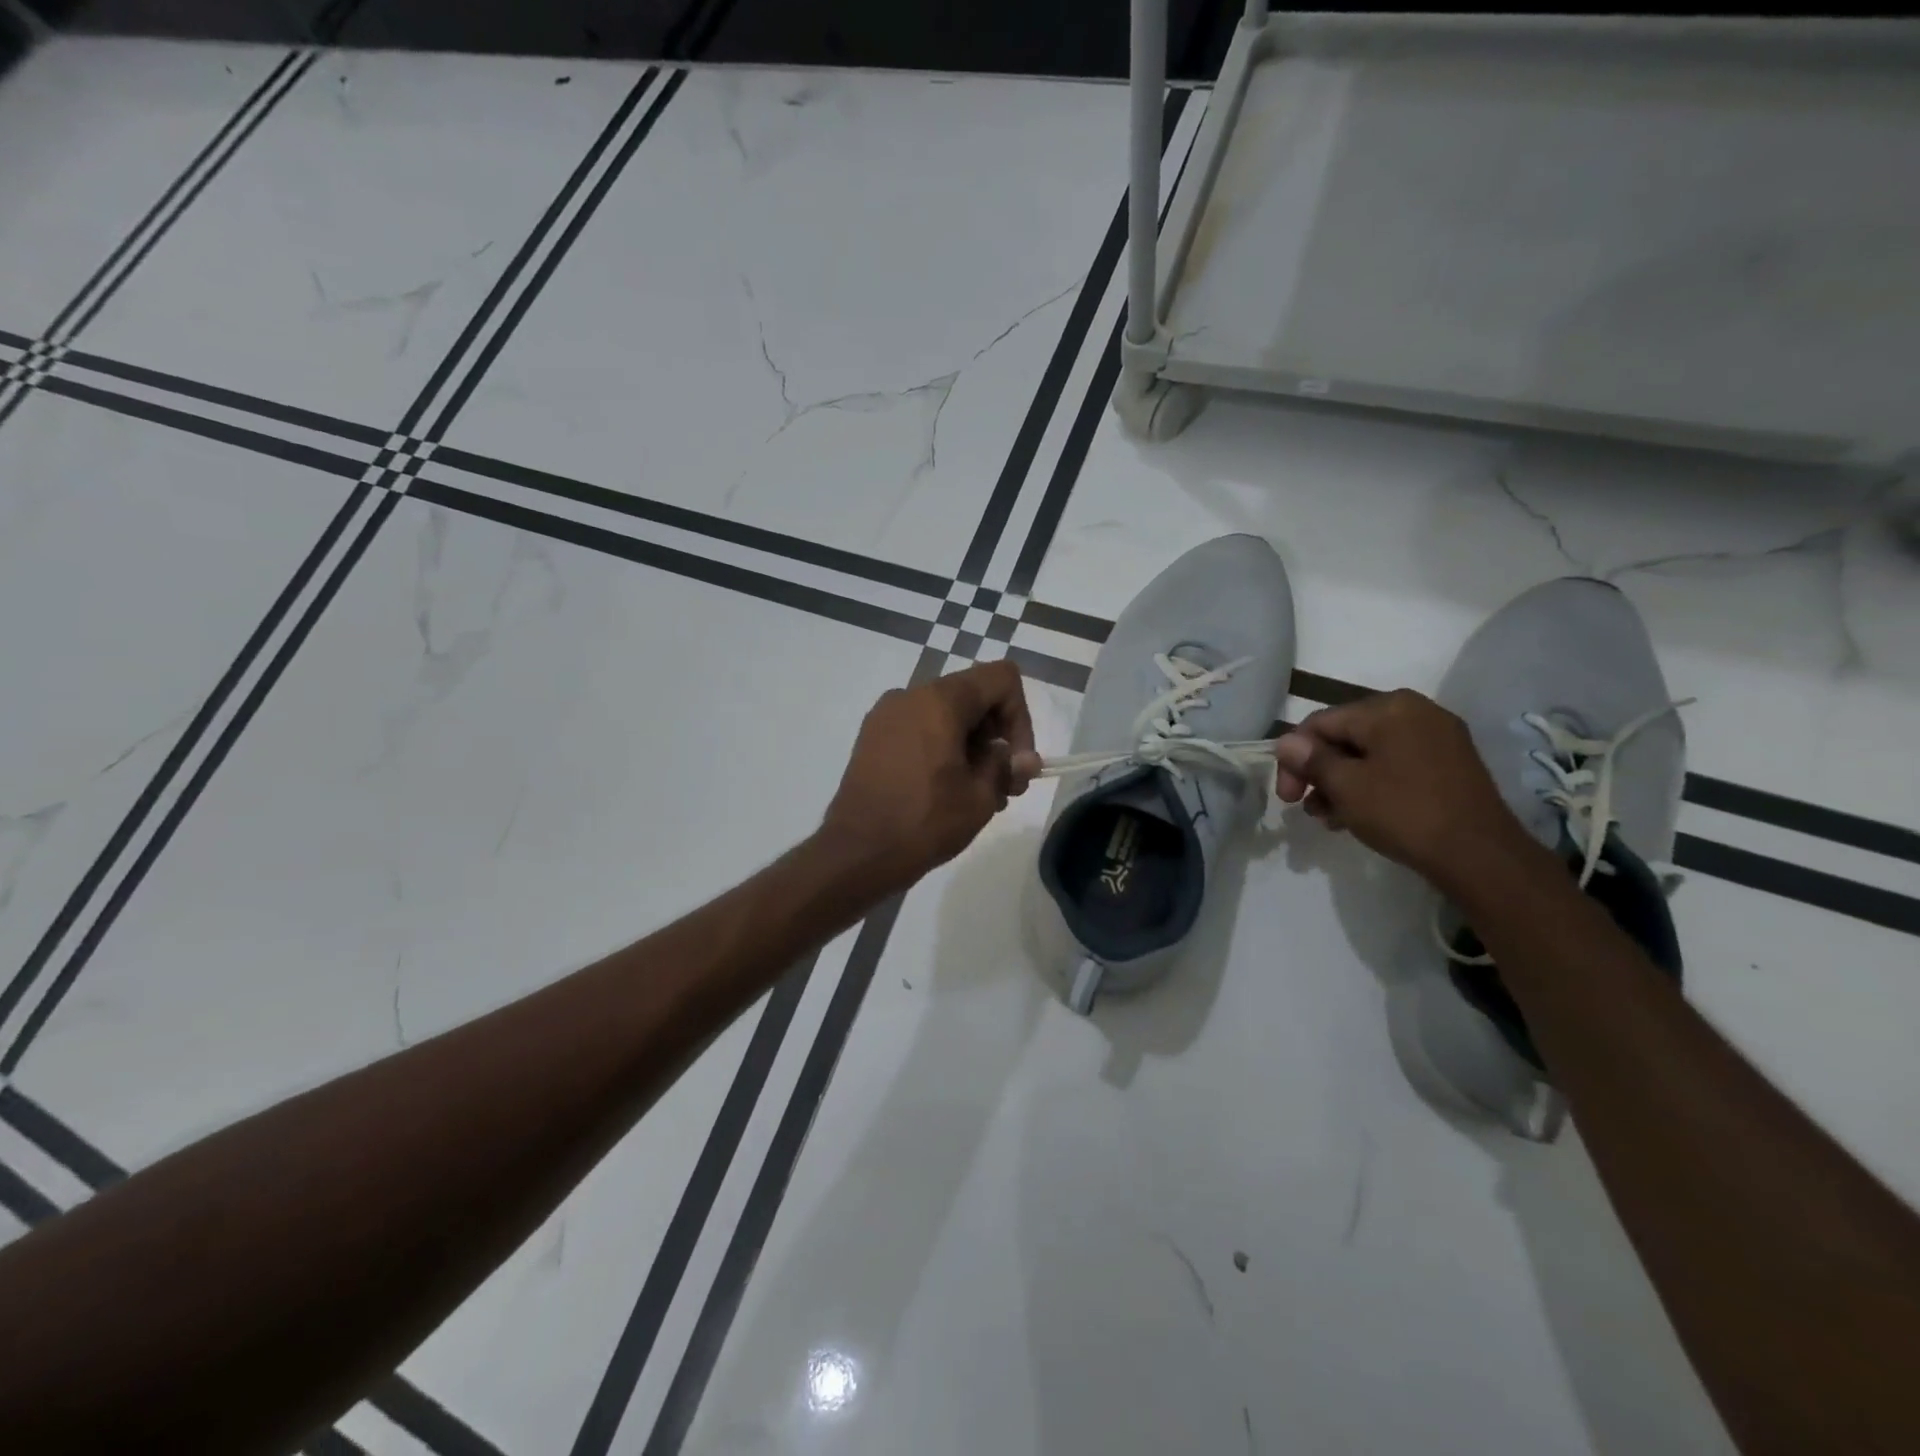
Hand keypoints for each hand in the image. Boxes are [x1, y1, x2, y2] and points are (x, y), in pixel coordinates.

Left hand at [820, 661, 1040, 891]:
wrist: (857, 853)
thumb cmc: (924, 821)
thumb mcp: (980, 797)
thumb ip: (1007, 766)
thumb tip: (1024, 758)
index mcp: (940, 700)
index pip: (1001, 678)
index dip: (1020, 717)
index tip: (1016, 761)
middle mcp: (910, 696)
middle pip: (973, 696)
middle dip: (997, 736)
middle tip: (1006, 785)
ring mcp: (886, 716)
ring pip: (947, 715)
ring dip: (972, 746)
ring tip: (979, 794)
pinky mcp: (872, 738)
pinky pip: (920, 729)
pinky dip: (943, 749)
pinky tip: (947, 790)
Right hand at [1272, 689, 1532, 888]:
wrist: (1480, 855)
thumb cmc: (1404, 812)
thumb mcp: (1346, 787)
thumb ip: (1311, 760)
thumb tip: (1286, 742)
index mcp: (1388, 707)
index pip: (1321, 723)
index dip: (1294, 758)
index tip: (1286, 798)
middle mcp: (1415, 711)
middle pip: (1345, 736)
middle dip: (1320, 772)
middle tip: (1307, 809)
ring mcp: (1438, 736)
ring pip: (1370, 753)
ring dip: (1343, 782)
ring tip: (1330, 818)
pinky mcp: (1451, 762)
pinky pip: (1396, 764)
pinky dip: (1372, 784)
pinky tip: (1360, 814)